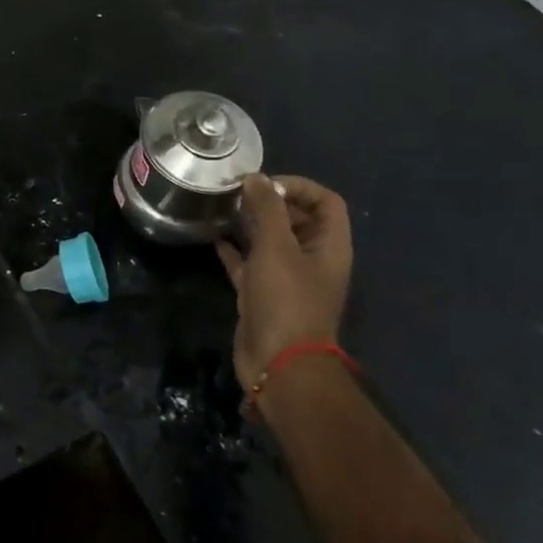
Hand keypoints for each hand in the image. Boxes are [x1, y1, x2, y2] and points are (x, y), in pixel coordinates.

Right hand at [215, 174, 352, 384]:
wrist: (279, 363)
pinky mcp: (263, 294)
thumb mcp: (276, 249)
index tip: (264, 185)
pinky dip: (235, 250)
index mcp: (329, 247)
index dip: (299, 187)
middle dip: (270, 202)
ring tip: (224, 209)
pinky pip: (249, 264)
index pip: (326, 202)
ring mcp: (287, 279)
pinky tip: (214, 237)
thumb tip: (255, 178)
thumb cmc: (286, 300)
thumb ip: (267, 210)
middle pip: (297, 219)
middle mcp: (312, 259)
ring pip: (271, 241)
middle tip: (237, 193)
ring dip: (251, 224)